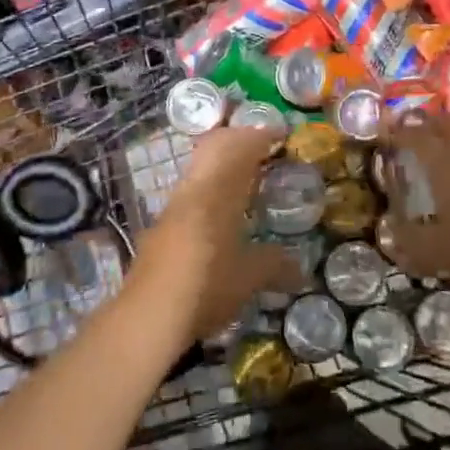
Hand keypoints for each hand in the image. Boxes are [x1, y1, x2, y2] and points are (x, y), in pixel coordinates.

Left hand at [134, 127, 305, 343]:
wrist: (148, 315)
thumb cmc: (207, 285)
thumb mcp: (250, 277)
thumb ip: (275, 265)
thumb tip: (301, 271)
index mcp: (219, 190)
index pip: (242, 148)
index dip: (262, 136)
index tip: (282, 134)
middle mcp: (194, 189)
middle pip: (215, 146)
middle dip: (239, 139)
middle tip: (263, 146)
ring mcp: (173, 206)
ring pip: (199, 167)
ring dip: (221, 161)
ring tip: (245, 176)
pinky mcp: (161, 226)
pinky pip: (190, 190)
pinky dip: (209, 185)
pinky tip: (219, 210)